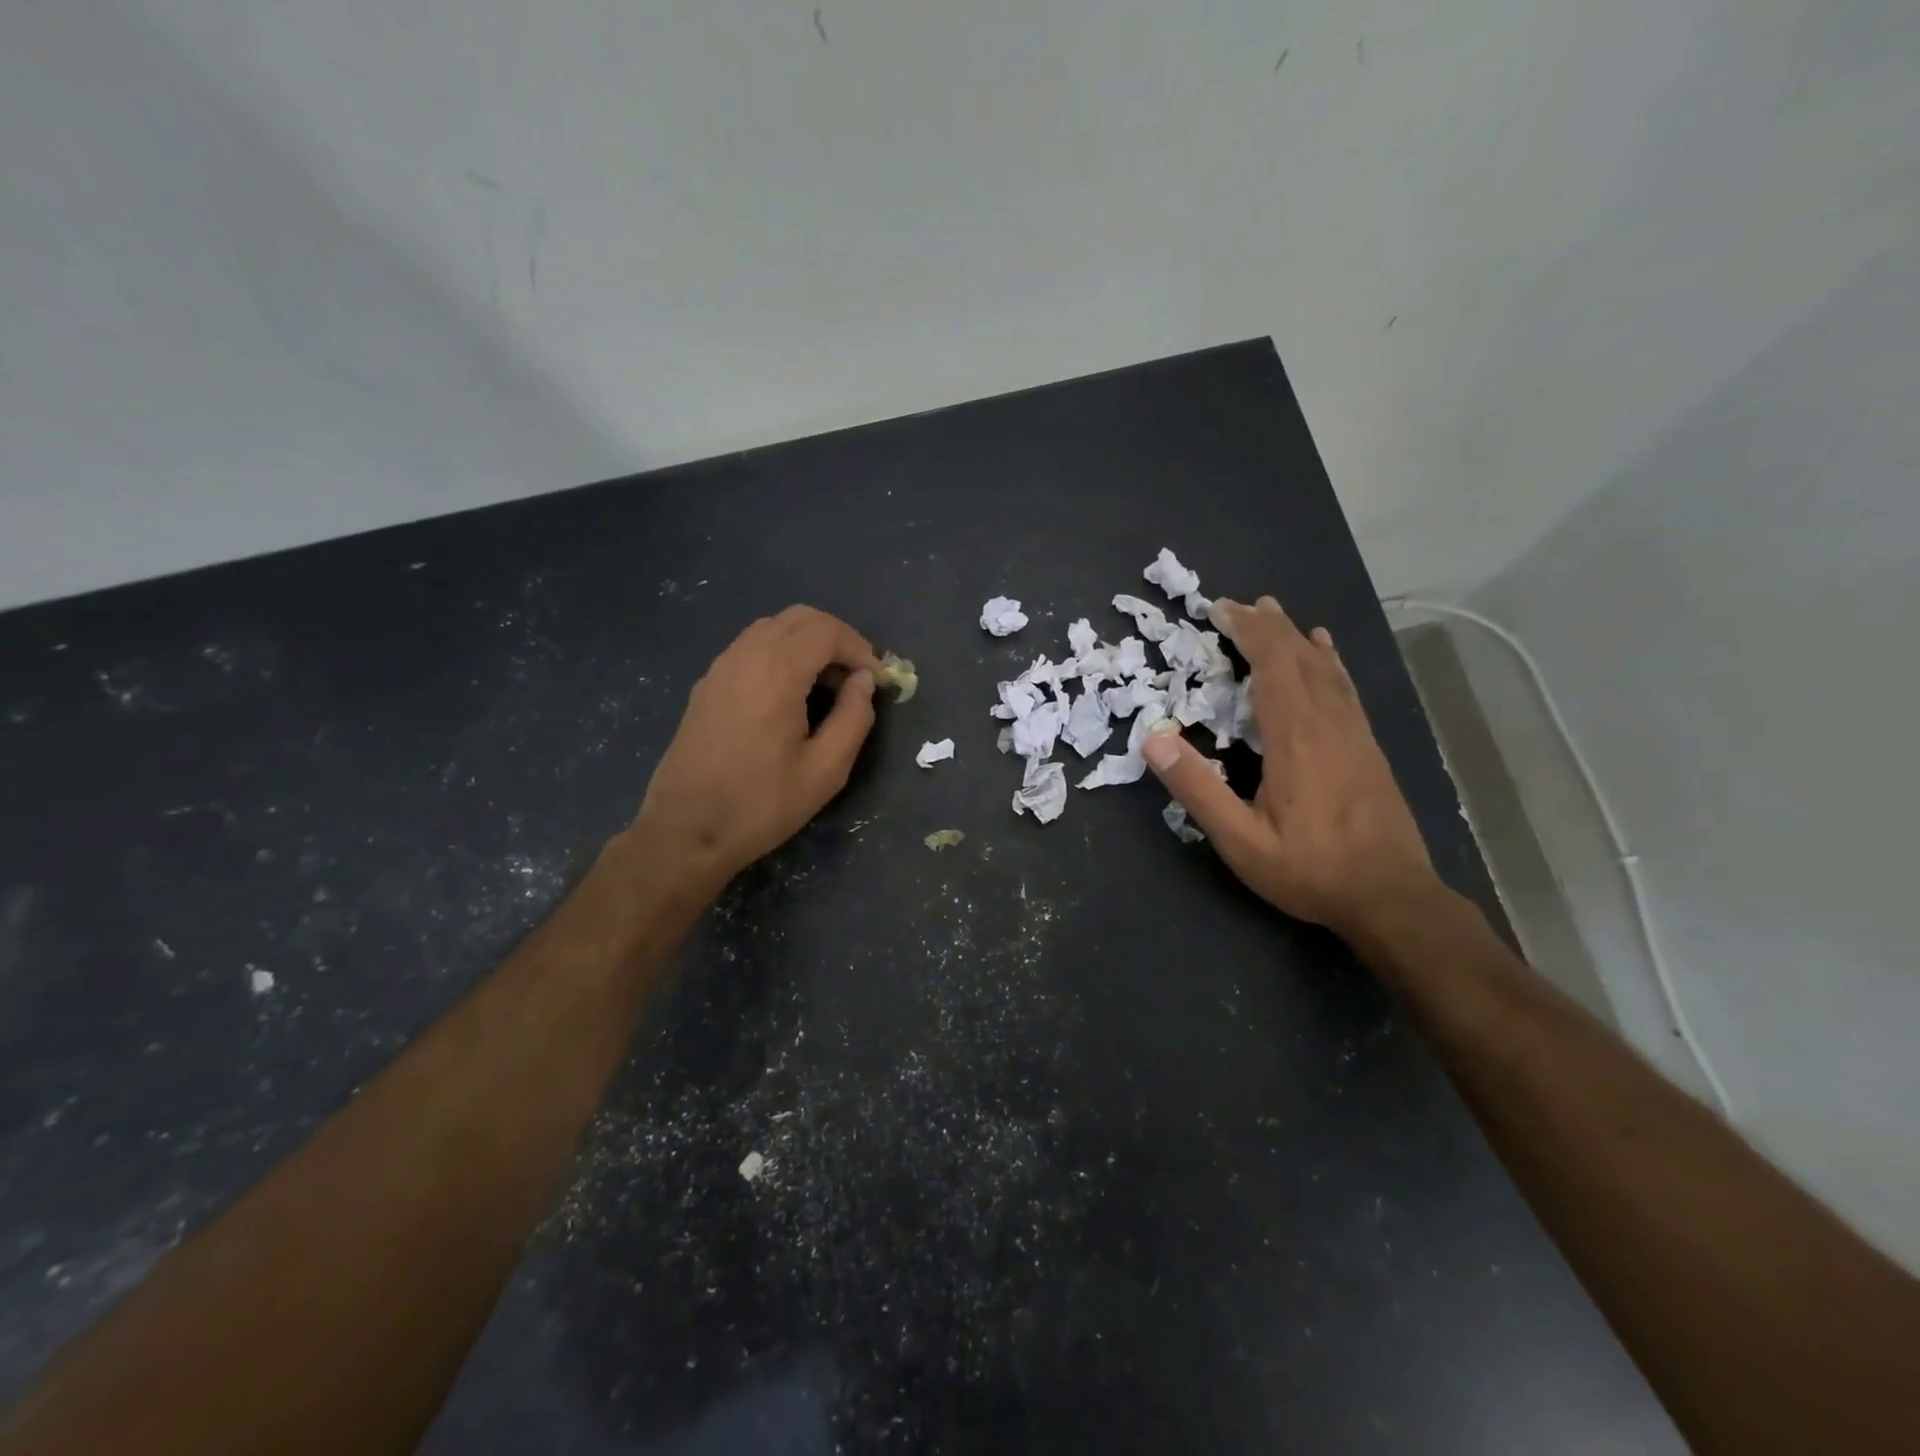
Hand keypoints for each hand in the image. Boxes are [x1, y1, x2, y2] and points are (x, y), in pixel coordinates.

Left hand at [625, 606, 880, 894]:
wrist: (685, 832)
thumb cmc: (761, 805)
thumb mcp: (825, 771)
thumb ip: (854, 718)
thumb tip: (864, 681)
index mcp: (776, 673)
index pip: (826, 631)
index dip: (860, 648)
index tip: (877, 681)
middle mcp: (744, 657)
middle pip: (799, 618)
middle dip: (837, 639)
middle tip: (857, 678)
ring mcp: (720, 668)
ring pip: (773, 628)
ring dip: (808, 644)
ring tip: (827, 686)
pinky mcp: (707, 685)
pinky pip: (751, 647)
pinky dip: (781, 654)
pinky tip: (791, 695)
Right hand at [1142, 595, 1438, 937]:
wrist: (1392, 898)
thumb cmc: (1311, 870)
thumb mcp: (1241, 840)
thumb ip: (1197, 789)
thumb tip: (1153, 739)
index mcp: (1296, 738)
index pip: (1272, 665)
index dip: (1247, 631)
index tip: (1219, 609)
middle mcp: (1328, 723)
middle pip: (1299, 656)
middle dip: (1266, 625)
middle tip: (1236, 605)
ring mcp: (1354, 733)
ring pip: (1325, 668)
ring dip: (1295, 636)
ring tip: (1274, 612)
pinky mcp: (1368, 746)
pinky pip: (1344, 687)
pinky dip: (1328, 660)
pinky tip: (1326, 651)